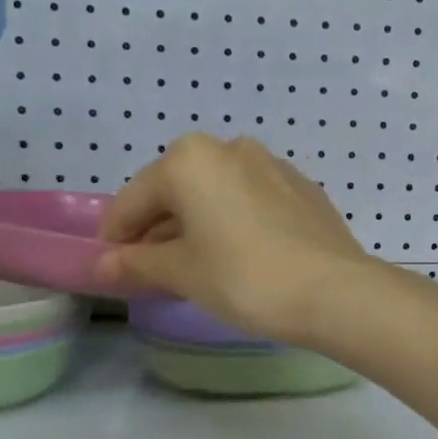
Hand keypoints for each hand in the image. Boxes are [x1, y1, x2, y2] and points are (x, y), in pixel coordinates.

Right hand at [96, 135, 376, 344]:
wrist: (335, 290)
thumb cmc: (244, 277)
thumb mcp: (183, 273)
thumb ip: (137, 264)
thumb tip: (102, 266)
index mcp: (190, 160)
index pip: (133, 200)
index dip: (115, 237)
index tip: (111, 269)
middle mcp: (230, 148)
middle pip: (175, 191)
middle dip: (157, 231)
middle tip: (152, 273)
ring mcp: (272, 165)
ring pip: (215, 195)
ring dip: (196, 226)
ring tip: (195, 268)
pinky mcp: (302, 187)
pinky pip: (250, 201)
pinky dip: (233, 223)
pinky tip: (239, 257)